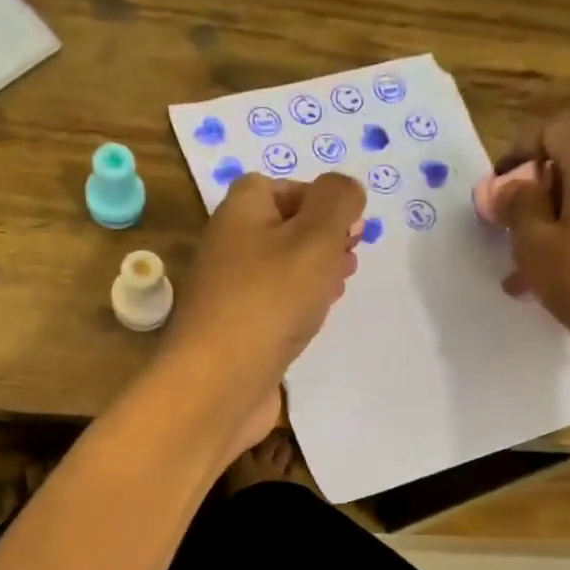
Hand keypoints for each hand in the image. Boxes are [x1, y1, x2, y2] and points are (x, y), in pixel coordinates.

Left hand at [162, 171, 364, 450]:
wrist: (218, 383)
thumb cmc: (269, 301)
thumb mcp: (315, 236)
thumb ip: (337, 201)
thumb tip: (345, 190)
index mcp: (241, 212)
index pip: (280, 186)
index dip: (319, 198)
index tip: (350, 224)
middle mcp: (229, 247)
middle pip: (281, 229)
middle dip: (322, 237)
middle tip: (351, 254)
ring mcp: (230, 292)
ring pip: (280, 269)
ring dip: (314, 272)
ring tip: (342, 284)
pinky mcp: (236, 331)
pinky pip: (273, 306)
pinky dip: (297, 305)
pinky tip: (315, 319)